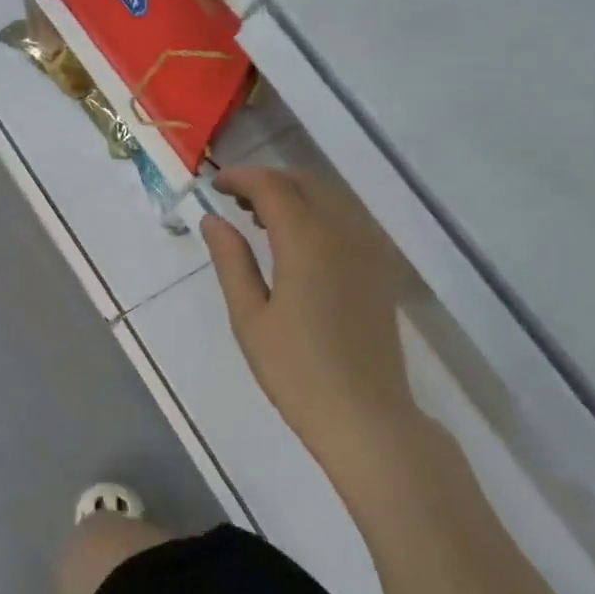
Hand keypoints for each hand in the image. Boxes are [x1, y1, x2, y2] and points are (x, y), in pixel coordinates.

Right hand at [201, 167, 416, 461]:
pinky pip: (349, 219)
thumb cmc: (296, 371)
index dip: (241, 178)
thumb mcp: (249, 317)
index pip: (272, 187)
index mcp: (308, 241)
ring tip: (260, 218)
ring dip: (295, 194)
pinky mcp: (381, 268)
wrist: (364, 415)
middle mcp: (344, 232)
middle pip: (305, 182)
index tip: (215, 185)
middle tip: (234, 201)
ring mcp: (370, 249)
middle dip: (268, 181)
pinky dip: (320, 212)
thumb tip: (213, 220)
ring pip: (331, 197)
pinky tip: (299, 241)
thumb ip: (231, 261)